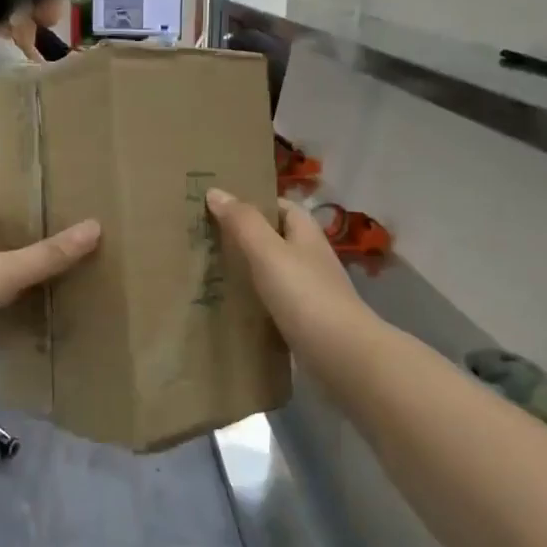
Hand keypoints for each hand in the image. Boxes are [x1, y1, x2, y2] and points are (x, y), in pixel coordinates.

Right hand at [205, 191, 373, 363]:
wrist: (342, 356)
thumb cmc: (304, 295)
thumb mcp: (268, 252)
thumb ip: (242, 222)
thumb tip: (215, 191)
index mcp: (305, 233)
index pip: (280, 206)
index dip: (252, 202)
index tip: (218, 207)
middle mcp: (310, 257)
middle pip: (274, 238)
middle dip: (244, 237)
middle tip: (205, 240)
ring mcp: (310, 291)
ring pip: (273, 271)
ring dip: (248, 270)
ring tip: (210, 271)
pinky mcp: (305, 321)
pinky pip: (274, 302)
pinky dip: (254, 301)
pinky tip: (231, 307)